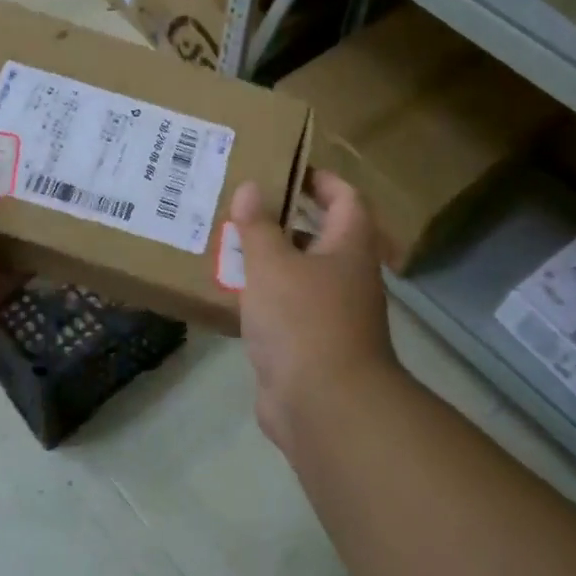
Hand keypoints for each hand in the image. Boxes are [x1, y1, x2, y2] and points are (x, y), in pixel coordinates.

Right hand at [230, 170, 397, 450]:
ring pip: (298, 274)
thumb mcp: (272, 264)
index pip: (345, 198)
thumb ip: (258, 226)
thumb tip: (250, 187)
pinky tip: (228, 291)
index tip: (285, 169)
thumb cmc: (303, 320)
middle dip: (283, 218)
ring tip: (226, 242)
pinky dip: (262, 297)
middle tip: (242, 204)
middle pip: (319, 235)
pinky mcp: (309, 345)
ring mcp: (331, 314)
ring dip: (268, 259)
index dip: (320, 179)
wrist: (325, 406)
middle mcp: (346, 276)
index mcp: (349, 247)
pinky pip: (284, 309)